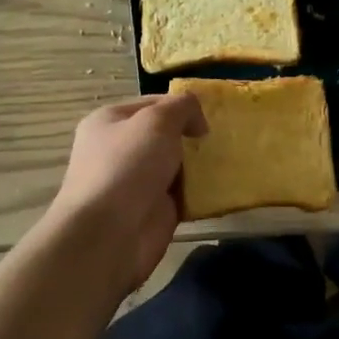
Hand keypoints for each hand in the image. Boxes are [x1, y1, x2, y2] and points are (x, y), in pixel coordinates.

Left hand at [48, 93, 207, 295]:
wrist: (109, 235)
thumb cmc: (128, 166)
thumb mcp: (157, 120)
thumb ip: (182, 107)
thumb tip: (197, 121)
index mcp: (110, 121)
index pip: (152, 103)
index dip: (182, 106)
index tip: (209, 116)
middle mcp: (119, 150)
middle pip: (165, 135)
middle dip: (193, 136)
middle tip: (222, 138)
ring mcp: (136, 182)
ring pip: (176, 165)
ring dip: (200, 165)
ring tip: (230, 160)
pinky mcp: (153, 211)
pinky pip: (183, 195)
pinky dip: (201, 193)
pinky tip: (222, 187)